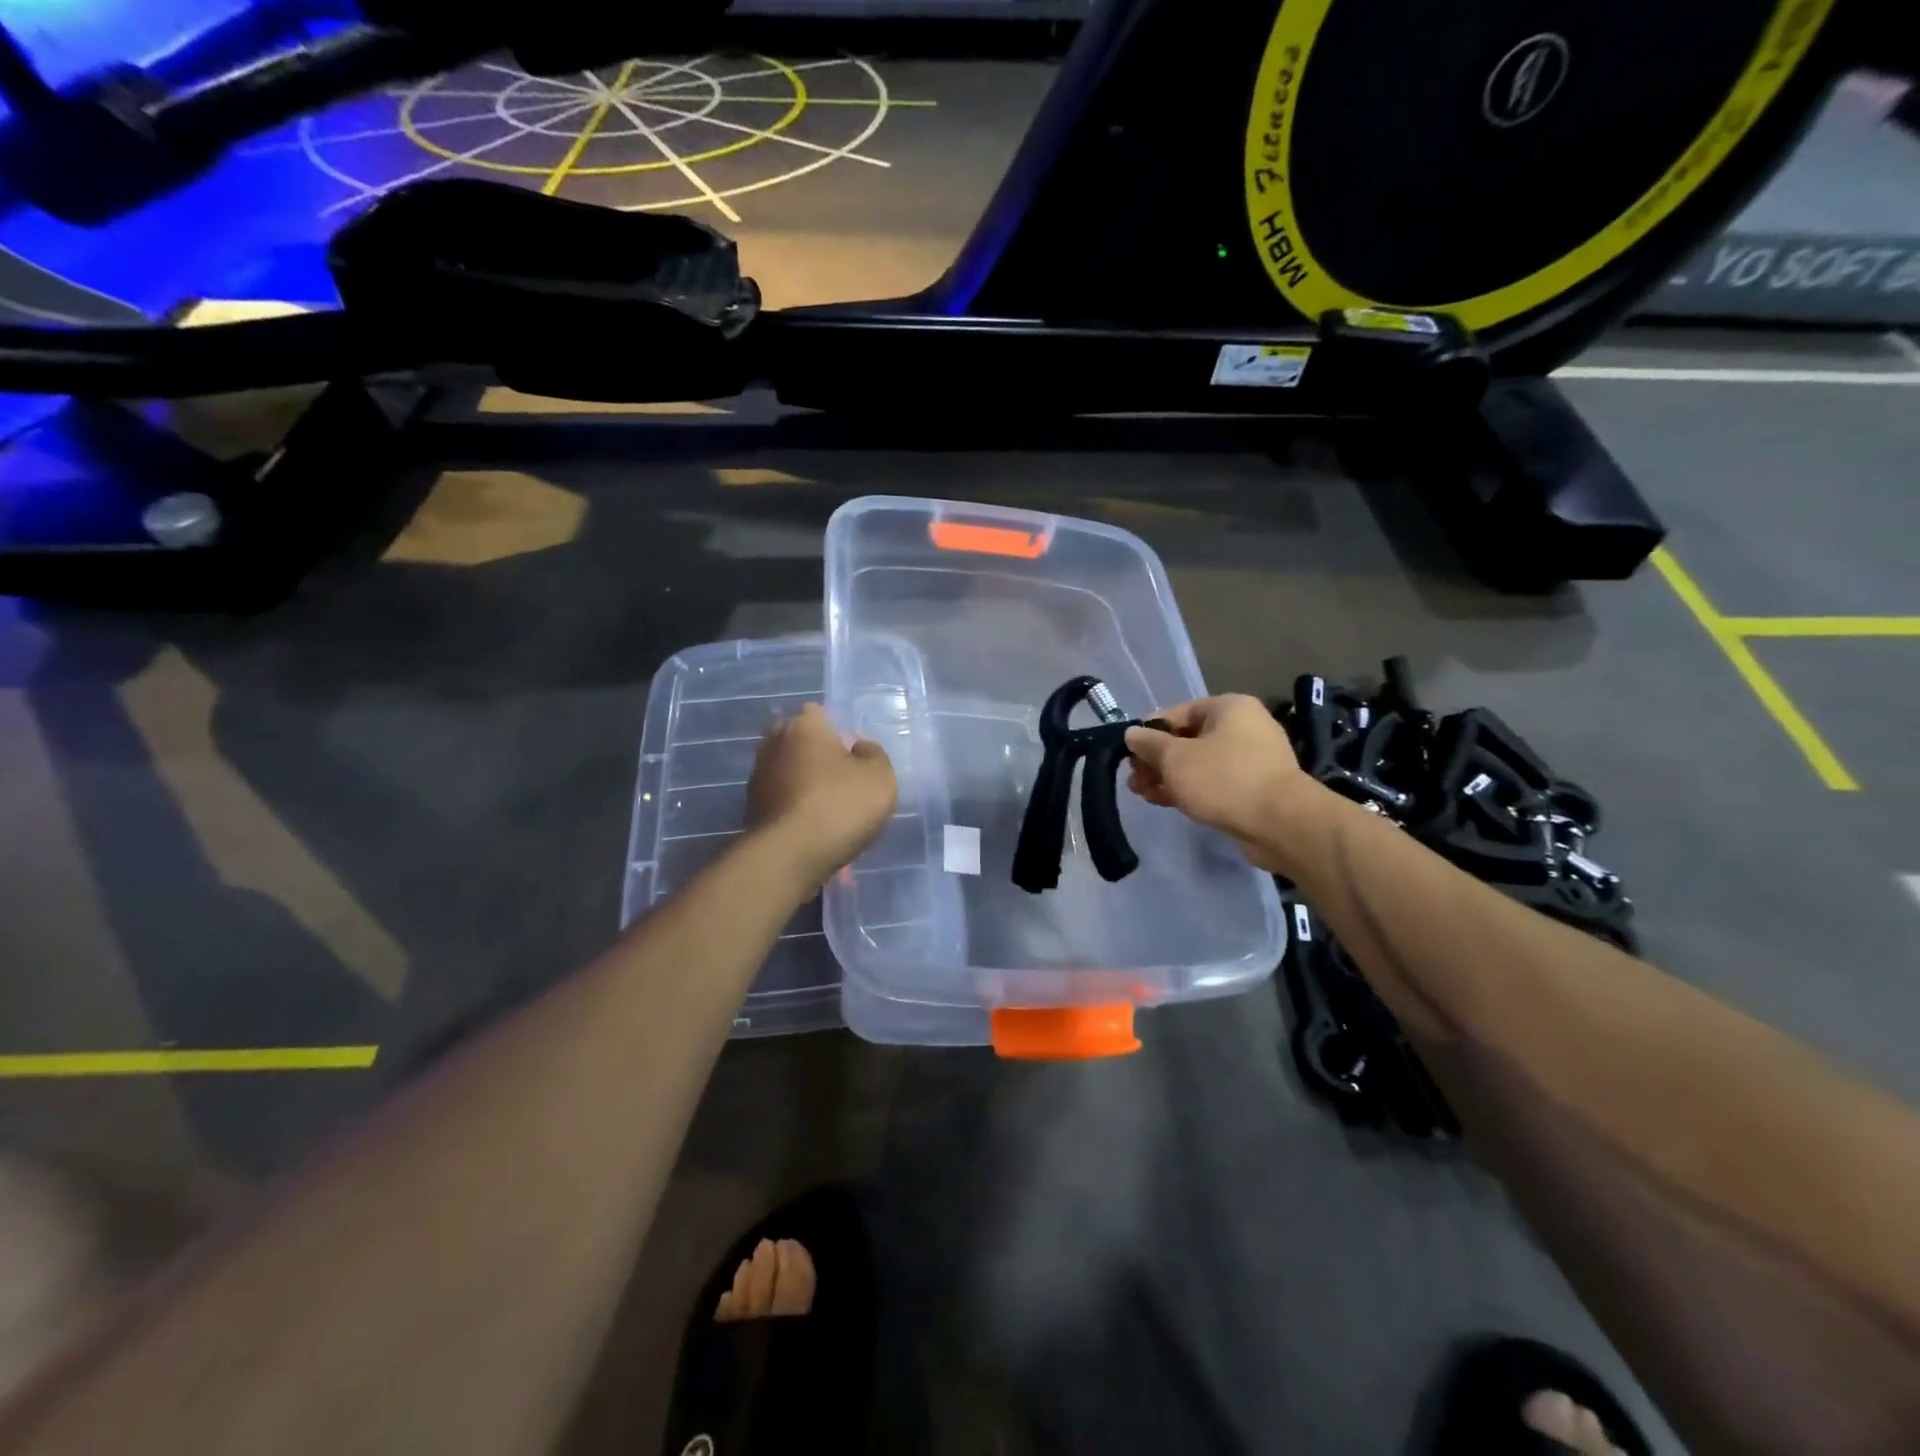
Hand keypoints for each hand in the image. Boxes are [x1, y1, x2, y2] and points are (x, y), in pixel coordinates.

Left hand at [747, 703, 897, 890]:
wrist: (790, 855)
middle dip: (815, 754)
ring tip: (827, 809)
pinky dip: (792, 806)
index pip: (818, 713)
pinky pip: (779, 798)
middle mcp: (773, 743)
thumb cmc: (841, 805)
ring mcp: (757, 777)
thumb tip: (859, 748)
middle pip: (798, 740)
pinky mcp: (750, 808)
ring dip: (802, 782)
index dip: (836, 730)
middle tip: (840, 779)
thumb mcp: (880, 777)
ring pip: (786, 770)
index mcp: (804, 726)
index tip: (851, 754)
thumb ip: (874, 755)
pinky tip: (810, 827)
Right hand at [1124, 695, 1320, 873]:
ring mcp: (1252, 759)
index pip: (1177, 713)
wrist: (1281, 824)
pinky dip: (1190, 789)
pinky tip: (1167, 802)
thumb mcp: (1176, 758)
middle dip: (1157, 760)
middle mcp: (1243, 727)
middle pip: (1187, 739)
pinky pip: (1214, 782)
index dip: (1149, 733)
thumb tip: (1132, 733)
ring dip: (1169, 777)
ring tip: (1144, 794)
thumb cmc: (1224, 779)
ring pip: (1199, 763)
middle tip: (1134, 781)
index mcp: (1228, 708)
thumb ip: (1149, 744)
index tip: (1129, 756)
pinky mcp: (1254, 788)